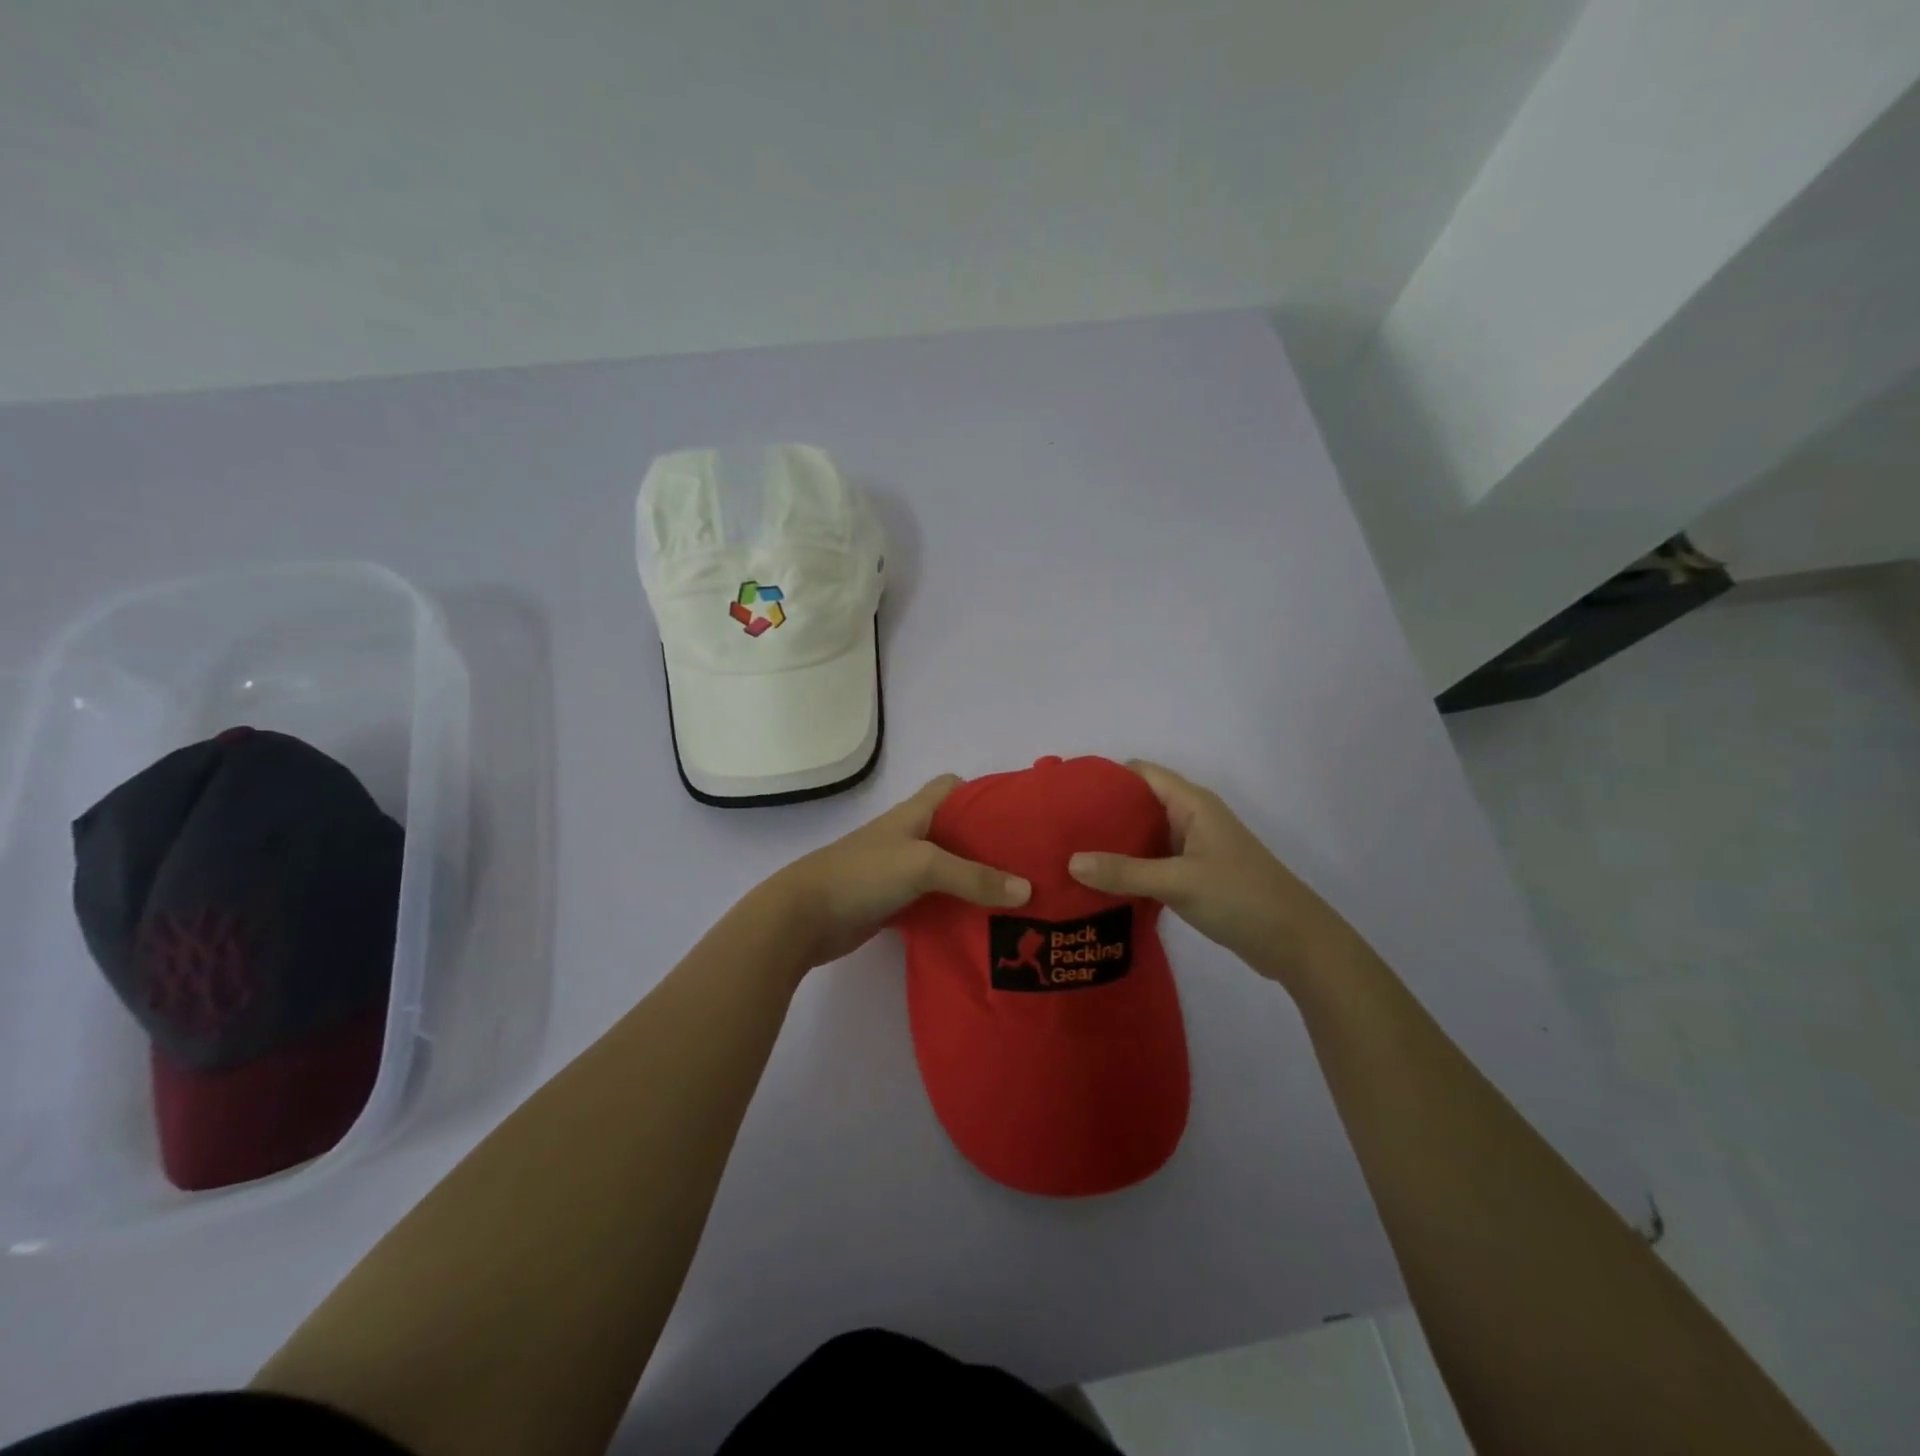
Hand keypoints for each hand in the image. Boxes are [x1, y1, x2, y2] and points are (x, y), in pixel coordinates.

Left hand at [767, 775, 1030, 969]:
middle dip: (990, 843)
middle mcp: (910, 837)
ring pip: (948, 868)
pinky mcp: (895, 903)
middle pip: (956, 831)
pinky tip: (982, 923)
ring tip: (1018, 895)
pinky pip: (935, 900)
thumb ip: (974, 877)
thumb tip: (1027, 890)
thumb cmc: (863, 874)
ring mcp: (900, 871)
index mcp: (914, 813)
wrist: (805, 917)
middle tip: (1030, 862)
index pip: (952, 787)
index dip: (983, 793)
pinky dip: (956, 908)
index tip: (1018, 814)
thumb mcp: (923, 865)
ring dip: (976, 880)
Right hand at [1067, 760, 1355, 986]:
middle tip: (1060, 828)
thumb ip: (1124, 872)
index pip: (1141, 773)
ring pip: (1145, 835)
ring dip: (1114, 844)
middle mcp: (1191, 817)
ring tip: (1071, 854)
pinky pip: (1153, 861)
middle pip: (1139, 803)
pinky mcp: (1195, 874)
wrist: (1295, 942)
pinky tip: (1101, 882)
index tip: (1067, 793)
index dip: (1105, 777)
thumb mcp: (1178, 882)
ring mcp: (1194, 847)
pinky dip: (1129, 867)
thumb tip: (1070, 862)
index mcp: (1192, 804)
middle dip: (1102, 813)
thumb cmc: (1241, 897)